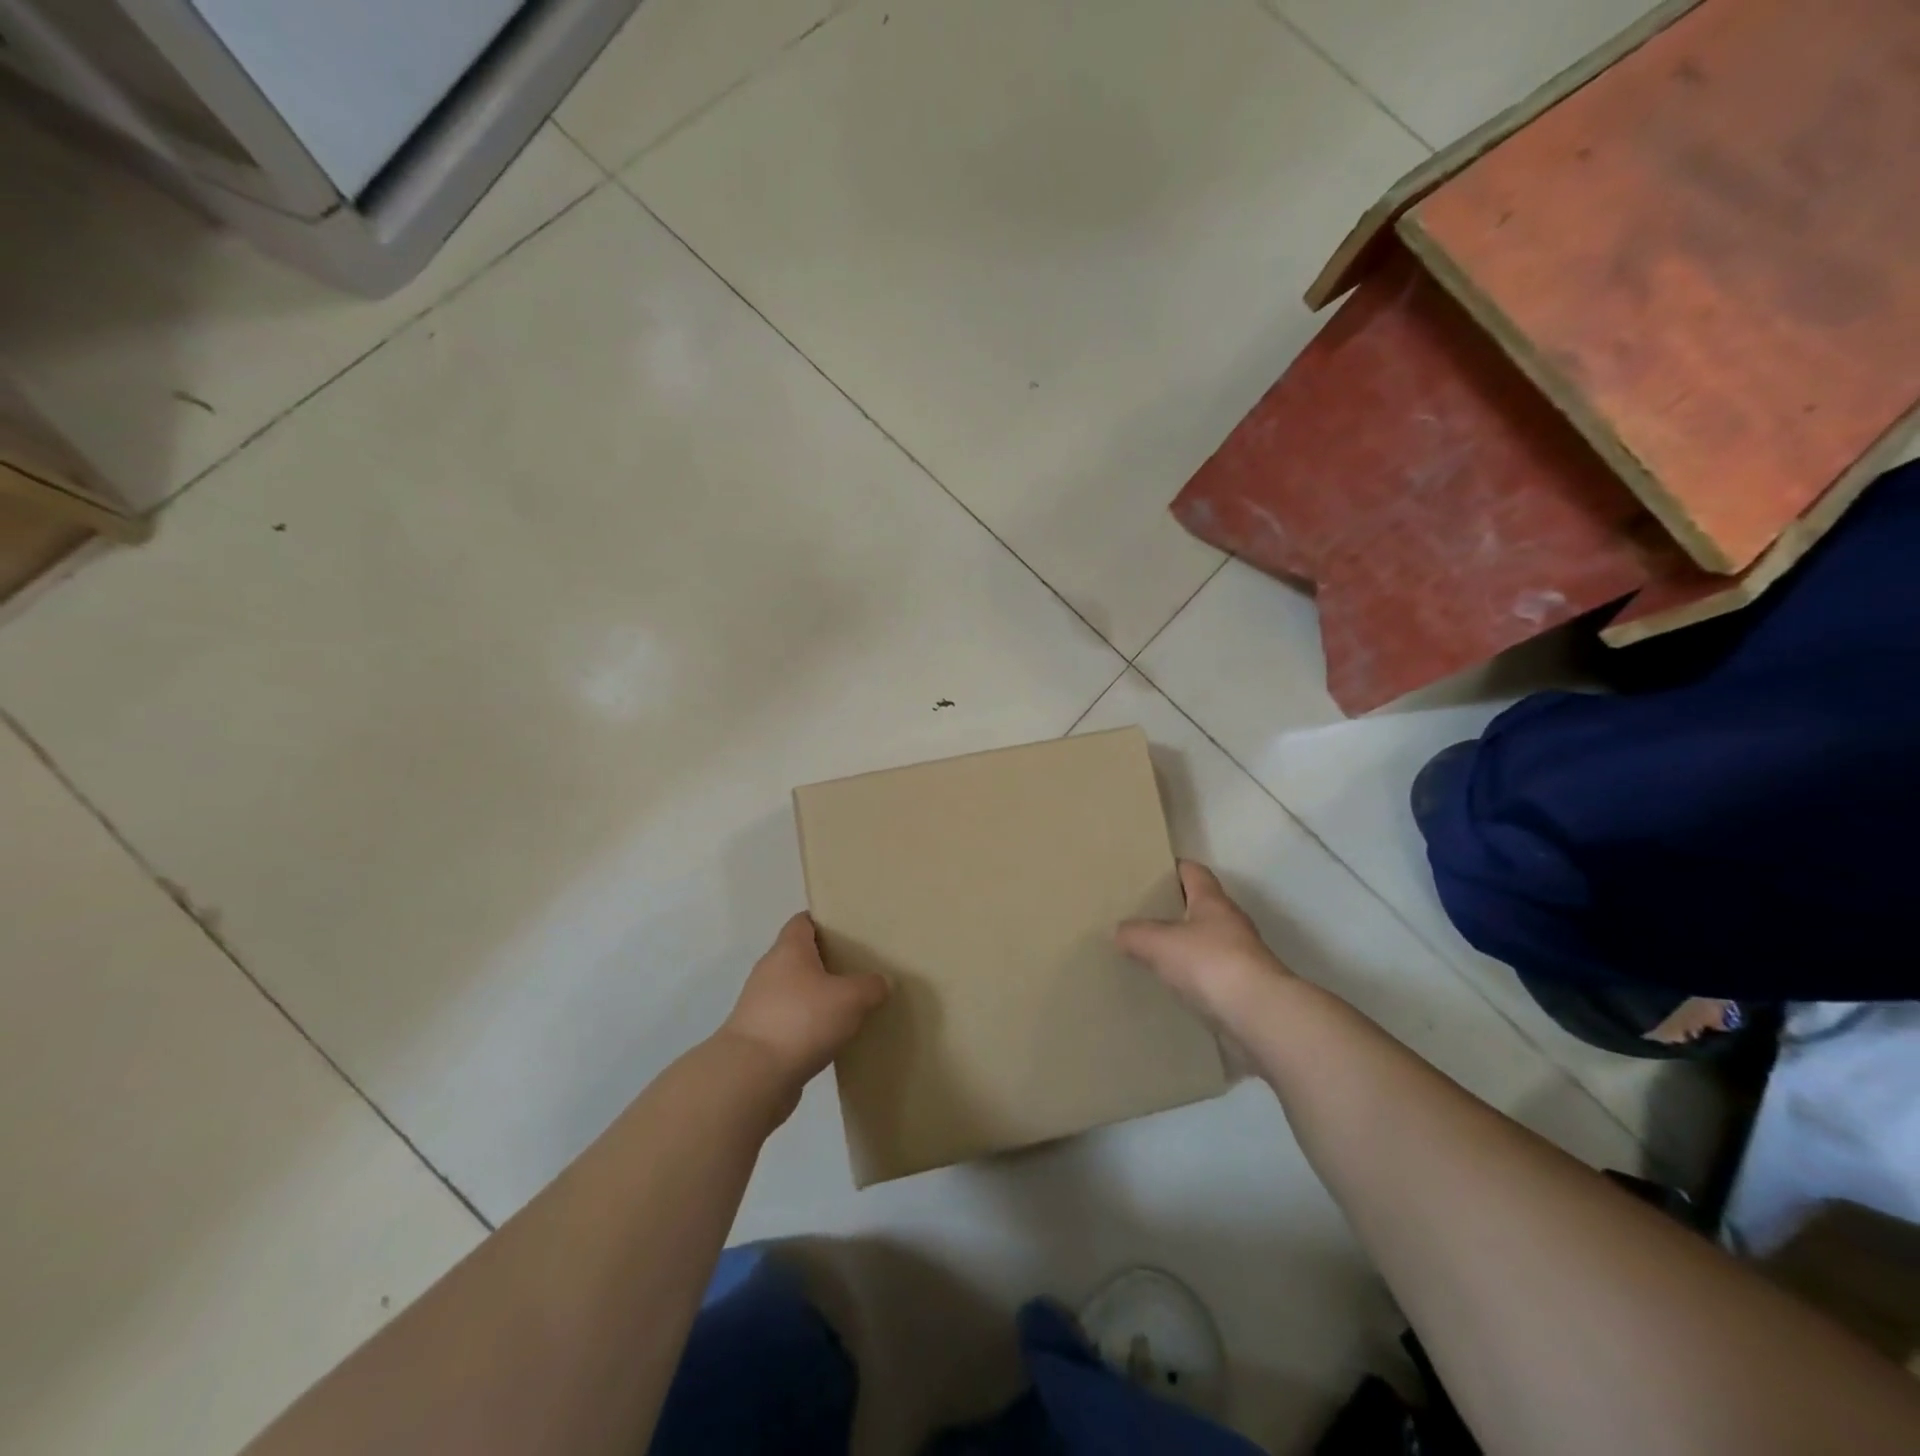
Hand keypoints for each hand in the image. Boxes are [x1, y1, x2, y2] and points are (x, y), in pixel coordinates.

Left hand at [719, 914, 889, 1104]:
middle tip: (859, 968)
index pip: (803, 921)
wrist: (752, 1077)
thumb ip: (871, 986)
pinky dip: (809, 1026)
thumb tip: (882, 982)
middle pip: (800, 956)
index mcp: (789, 950)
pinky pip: (791, 1021)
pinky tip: (832, 1037)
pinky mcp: (761, 1037)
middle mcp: (770, 971)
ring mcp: (761, 1005)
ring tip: (850, 1005)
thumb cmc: (801, 1020)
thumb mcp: (850, 999)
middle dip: (827, 961)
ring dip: (818, 997)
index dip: (825, 921)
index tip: (850, 929)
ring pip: (796, 991)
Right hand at [1115, 862, 1291, 1031]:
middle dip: (1174, 909)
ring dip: (1184, 946)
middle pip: (1199, 906)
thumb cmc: (1209, 962)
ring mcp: (1240, 956)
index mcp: (1212, 901)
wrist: (1259, 1014)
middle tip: (1141, 914)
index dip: (1173, 868)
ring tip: (1151, 953)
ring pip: (1205, 942)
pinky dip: (1193, 977)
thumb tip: (1120, 931)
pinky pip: (1210, 974)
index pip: (1193, 872)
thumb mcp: (1159, 943)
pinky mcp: (1243, 987)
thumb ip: (1135, 934)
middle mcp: (1230, 922)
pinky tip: (1172, 987)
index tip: (1149, 871)